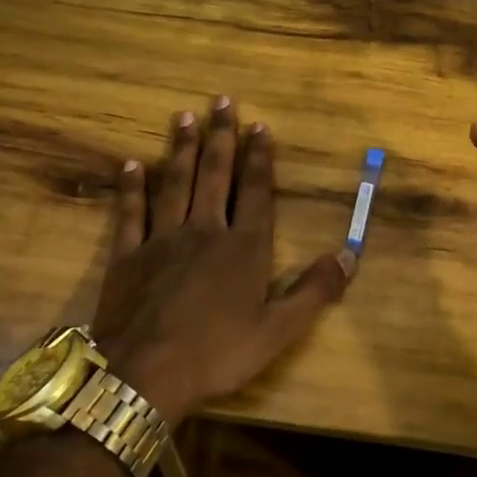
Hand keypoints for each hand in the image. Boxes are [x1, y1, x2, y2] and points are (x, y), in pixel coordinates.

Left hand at [91, 98, 354, 424]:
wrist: (145, 376)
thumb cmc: (218, 354)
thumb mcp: (278, 330)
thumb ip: (314, 291)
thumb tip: (349, 255)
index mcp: (243, 247)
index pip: (255, 190)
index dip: (259, 157)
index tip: (259, 125)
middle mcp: (205, 231)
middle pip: (214, 174)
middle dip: (220, 136)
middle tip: (220, 101)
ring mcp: (162, 240)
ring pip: (174, 183)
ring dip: (180, 148)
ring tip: (183, 116)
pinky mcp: (127, 256)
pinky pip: (130, 213)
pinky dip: (131, 188)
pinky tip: (132, 164)